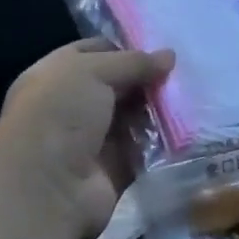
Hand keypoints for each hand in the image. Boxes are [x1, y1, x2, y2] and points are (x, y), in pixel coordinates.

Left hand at [0, 40, 173, 238]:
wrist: (46, 190)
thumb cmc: (59, 116)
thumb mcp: (92, 71)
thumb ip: (133, 61)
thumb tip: (169, 56)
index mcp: (56, 76)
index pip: (94, 52)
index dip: (125, 48)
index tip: (160, 48)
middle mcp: (72, 106)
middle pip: (120, 84)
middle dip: (148, 78)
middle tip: (184, 71)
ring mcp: (93, 138)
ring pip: (135, 115)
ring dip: (160, 107)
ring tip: (192, 94)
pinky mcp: (115, 167)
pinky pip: (145, 147)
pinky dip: (164, 139)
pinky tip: (189, 125)